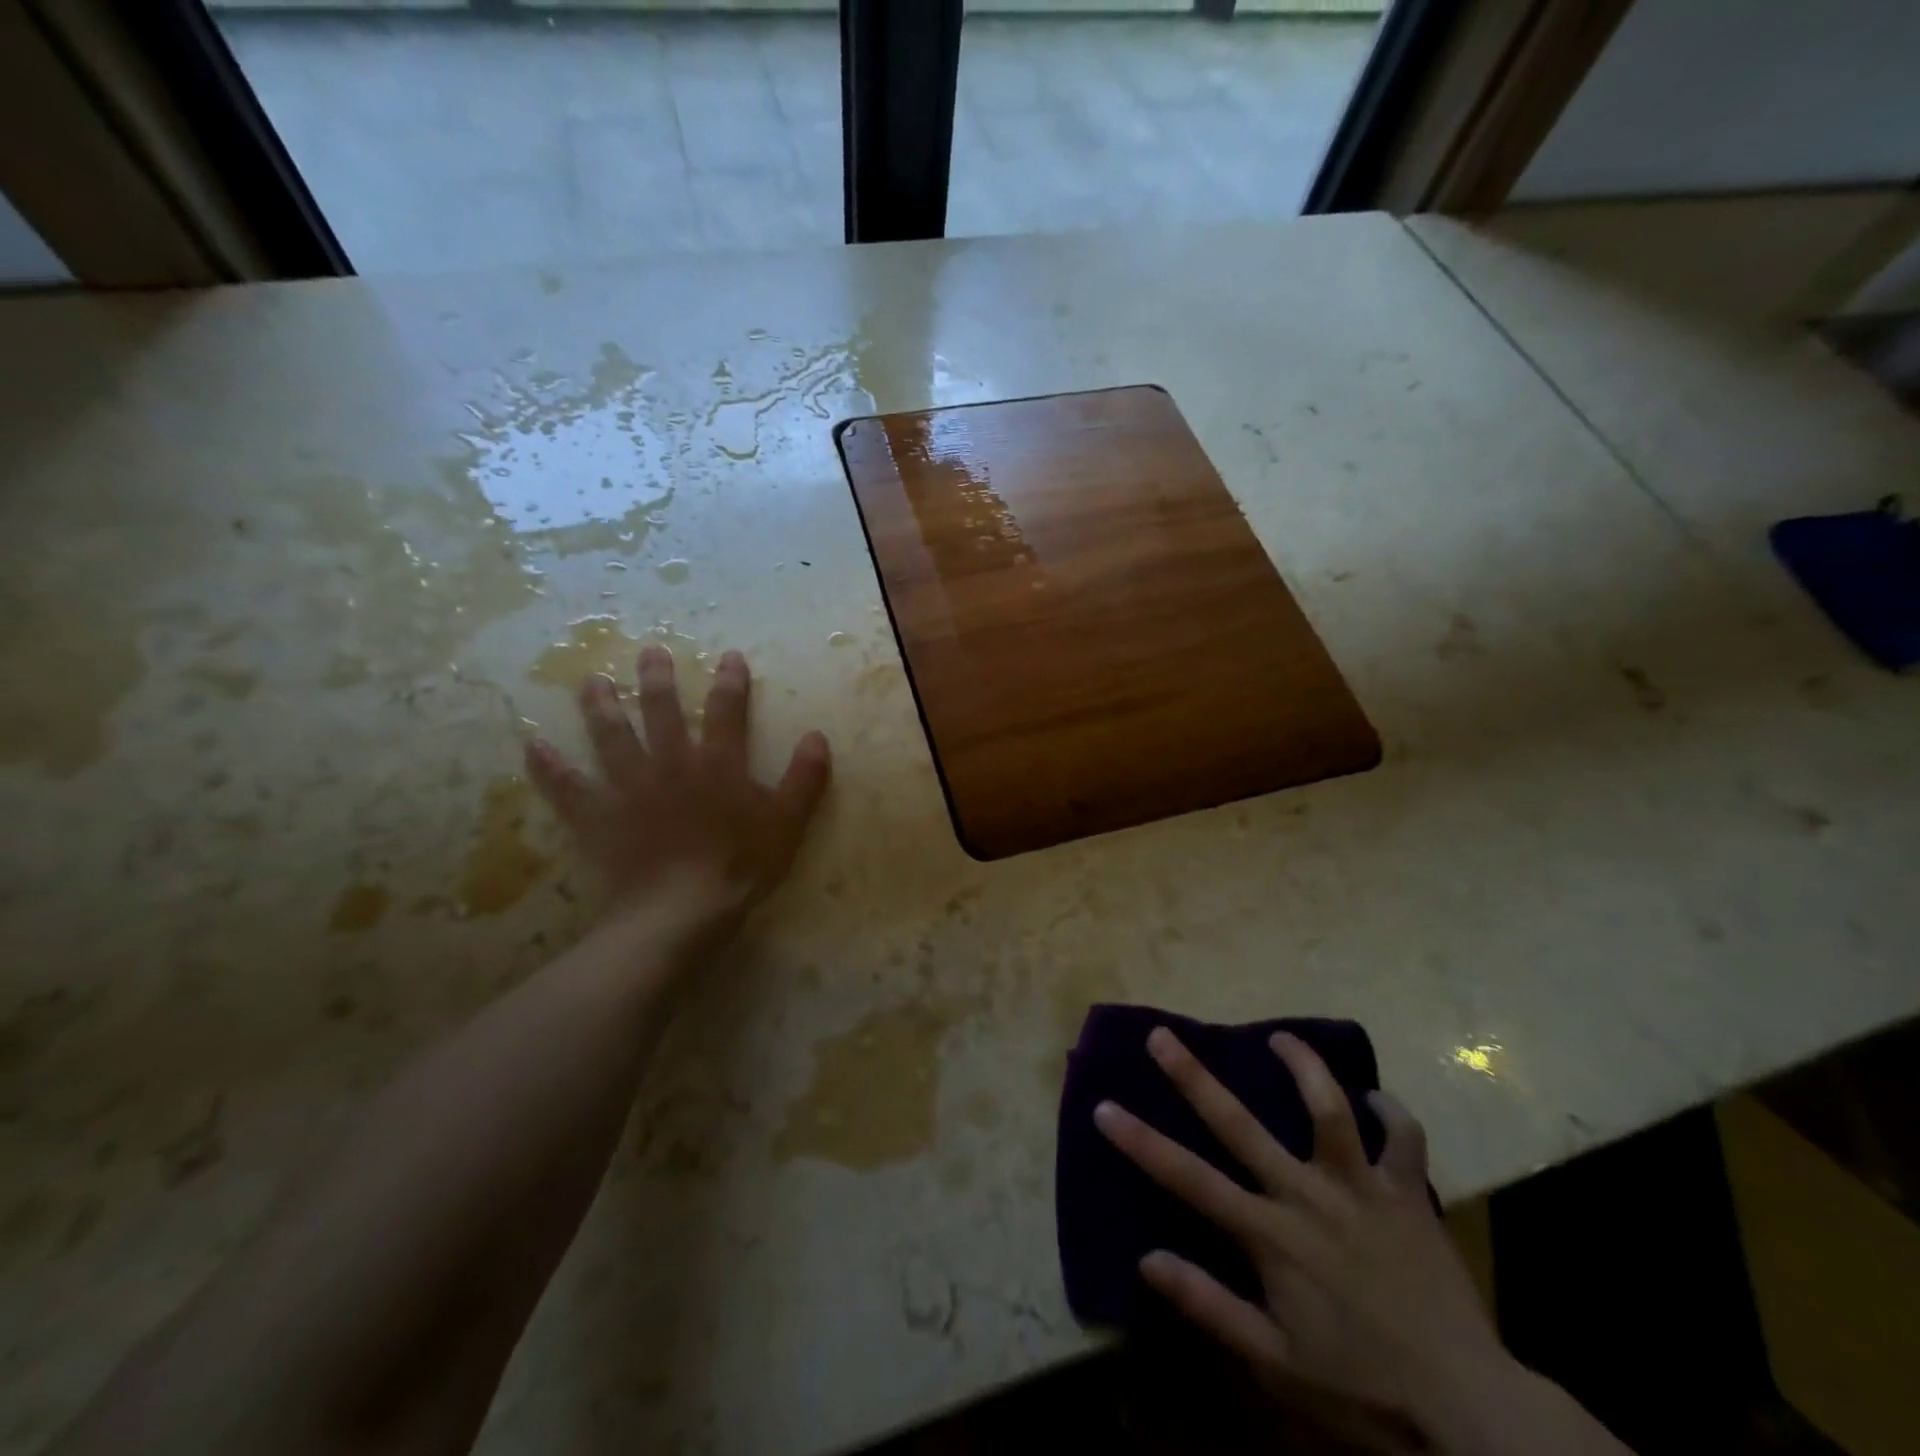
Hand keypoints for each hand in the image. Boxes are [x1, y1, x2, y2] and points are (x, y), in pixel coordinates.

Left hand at [525, 645, 830, 945]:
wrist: (679, 913)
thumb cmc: (739, 868)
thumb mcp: (786, 824)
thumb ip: (804, 779)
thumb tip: (818, 736)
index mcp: (718, 766)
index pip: (727, 713)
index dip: (730, 683)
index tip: (729, 657)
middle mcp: (670, 765)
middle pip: (662, 713)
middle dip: (657, 680)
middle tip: (649, 652)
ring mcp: (629, 789)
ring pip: (612, 738)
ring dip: (602, 707)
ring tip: (591, 680)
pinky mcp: (598, 818)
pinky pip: (568, 789)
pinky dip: (550, 768)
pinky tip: (533, 746)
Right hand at [1094, 1029, 1517, 1451]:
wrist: (1469, 1412)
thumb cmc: (1361, 1387)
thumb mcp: (1276, 1361)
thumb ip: (1210, 1306)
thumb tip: (1146, 1259)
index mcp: (1271, 1235)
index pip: (1189, 1180)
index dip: (1141, 1142)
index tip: (1104, 1107)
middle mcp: (1308, 1195)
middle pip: (1239, 1123)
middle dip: (1194, 1076)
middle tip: (1163, 1035)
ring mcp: (1361, 1188)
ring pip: (1328, 1108)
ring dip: (1303, 1066)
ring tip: (1280, 1036)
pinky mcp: (1409, 1195)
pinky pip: (1405, 1140)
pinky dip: (1392, 1113)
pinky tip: (1376, 1098)